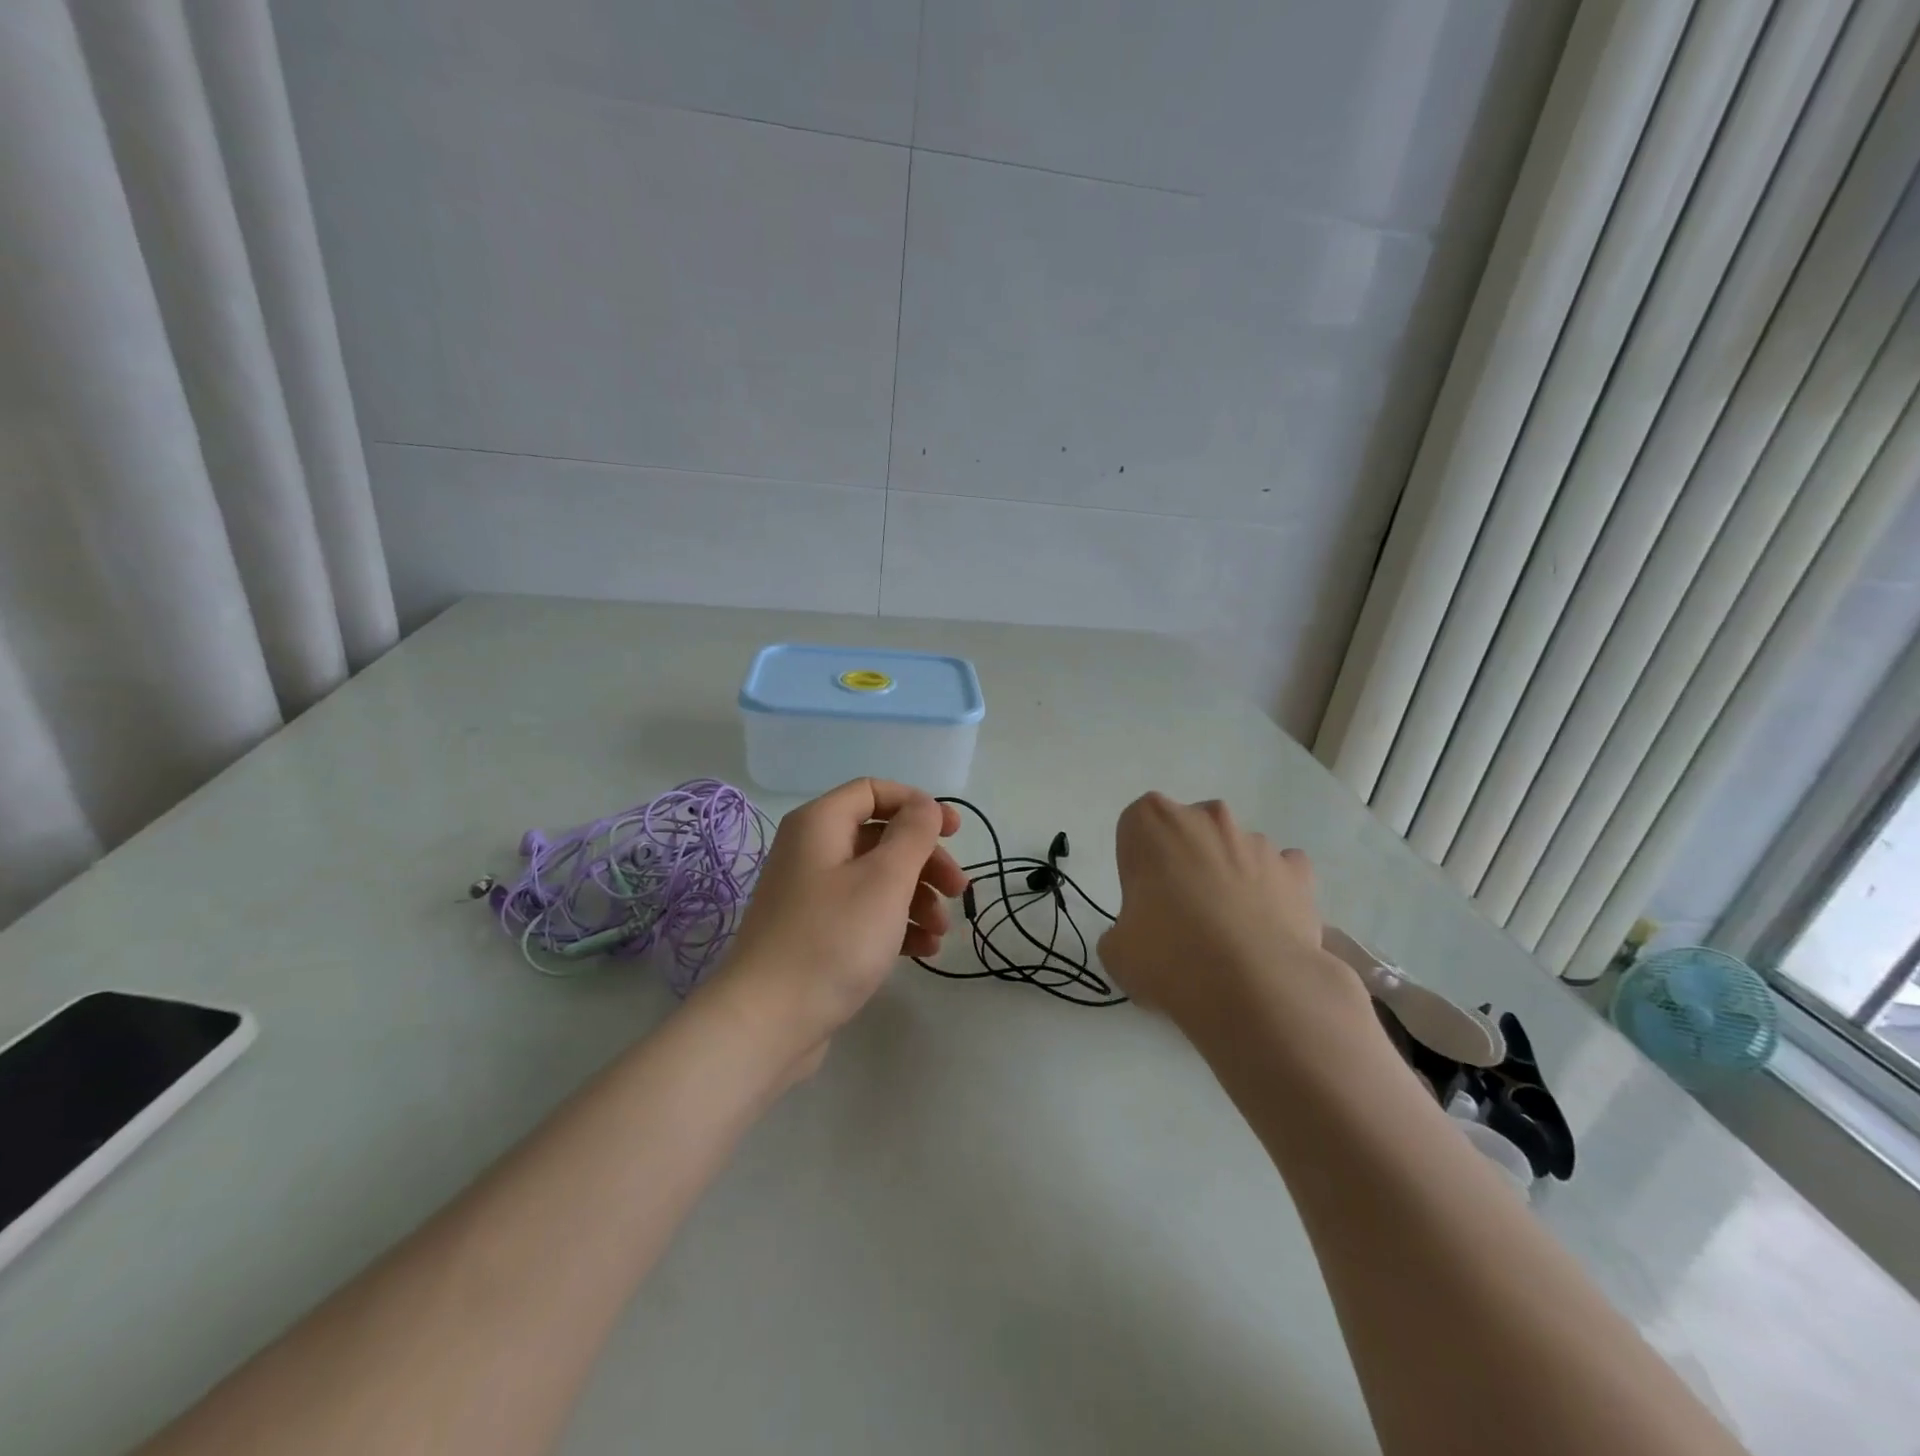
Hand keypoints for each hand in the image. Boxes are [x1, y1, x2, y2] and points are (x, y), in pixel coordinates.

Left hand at [707, 778, 966, 1066]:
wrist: (768, 1022)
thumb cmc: (833, 939)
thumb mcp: (885, 879)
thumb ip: (912, 834)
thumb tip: (924, 805)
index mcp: (820, 825)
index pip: (873, 791)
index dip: (917, 805)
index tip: (954, 831)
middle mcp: (812, 852)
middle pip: (880, 837)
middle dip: (925, 861)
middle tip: (959, 890)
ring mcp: (811, 896)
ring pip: (876, 879)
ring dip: (917, 898)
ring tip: (941, 932)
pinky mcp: (815, 934)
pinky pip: (863, 914)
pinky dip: (895, 925)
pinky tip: (924, 951)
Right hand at [1097, 793, 1369, 1041]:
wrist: (1253, 988)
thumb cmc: (1168, 955)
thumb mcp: (1116, 950)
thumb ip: (1124, 928)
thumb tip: (1141, 937)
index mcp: (1152, 823)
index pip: (1137, 827)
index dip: (1139, 863)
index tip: (1143, 899)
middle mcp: (1206, 818)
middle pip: (1188, 831)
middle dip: (1184, 862)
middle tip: (1181, 915)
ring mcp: (1256, 842)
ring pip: (1234, 851)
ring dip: (1228, 877)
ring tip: (1228, 933)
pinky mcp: (1298, 872)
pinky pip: (1281, 871)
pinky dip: (1273, 890)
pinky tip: (1265, 927)